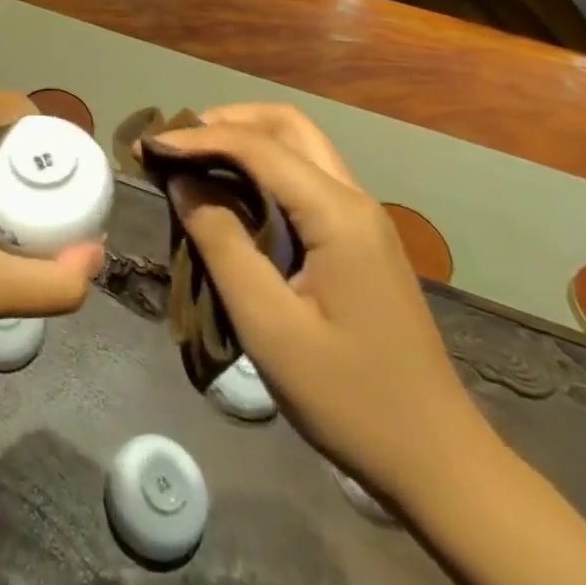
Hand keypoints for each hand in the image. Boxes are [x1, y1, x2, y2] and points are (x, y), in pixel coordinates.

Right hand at [147, 103, 483, 501]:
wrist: (438, 463)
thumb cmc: (349, 398)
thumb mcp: (269, 325)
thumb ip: (221, 242)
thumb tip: (181, 182)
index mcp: (337, 214)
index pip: (257, 146)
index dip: (196, 137)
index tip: (147, 146)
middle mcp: (354, 199)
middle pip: (286, 125)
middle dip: (226, 121)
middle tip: (176, 144)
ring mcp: (362, 218)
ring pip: (299, 145)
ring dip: (244, 140)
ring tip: (193, 161)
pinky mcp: (359, 239)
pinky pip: (304, 177)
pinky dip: (262, 167)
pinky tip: (231, 194)